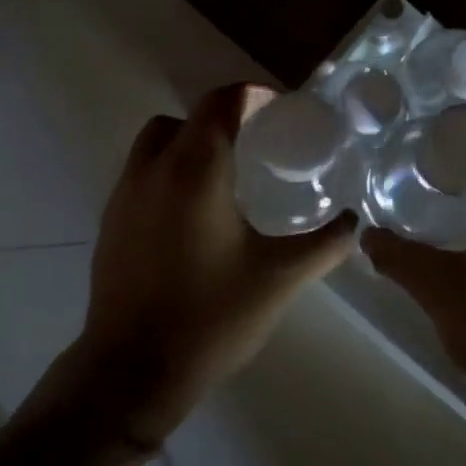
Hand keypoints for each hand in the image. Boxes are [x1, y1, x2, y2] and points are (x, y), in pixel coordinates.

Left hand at [57, 83, 357, 445]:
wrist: (133, 370)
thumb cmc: (212, 317)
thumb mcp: (281, 278)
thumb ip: (325, 244)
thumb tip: (354, 222)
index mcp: (195, 170)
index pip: (220, 102)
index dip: (253, 95)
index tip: (280, 112)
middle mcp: (152, 170)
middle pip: (185, 119)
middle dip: (220, 121)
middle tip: (255, 147)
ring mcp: (123, 196)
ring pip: (156, 146)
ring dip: (189, 146)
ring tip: (226, 181)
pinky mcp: (110, 224)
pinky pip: (141, 177)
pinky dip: (168, 176)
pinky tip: (195, 219)